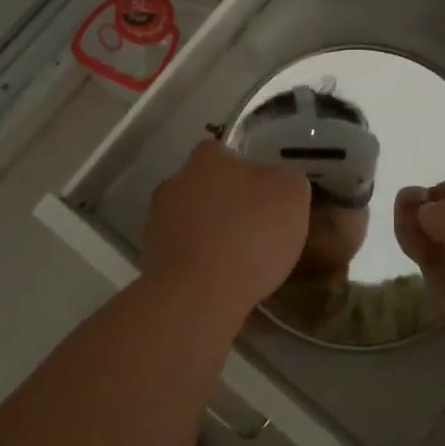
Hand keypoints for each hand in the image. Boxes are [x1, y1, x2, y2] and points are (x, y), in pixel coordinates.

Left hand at [143, 138, 310, 324]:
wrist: (201, 293)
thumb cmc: (250, 232)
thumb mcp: (292, 195)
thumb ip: (287, 180)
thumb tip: (280, 183)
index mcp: (206, 159)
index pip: (222, 152)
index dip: (244, 170)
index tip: (262, 192)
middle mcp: (175, 183)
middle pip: (204, 186)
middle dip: (225, 203)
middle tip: (254, 226)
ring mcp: (158, 223)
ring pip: (191, 221)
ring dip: (209, 234)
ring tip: (240, 261)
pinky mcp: (152, 261)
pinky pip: (183, 255)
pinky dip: (199, 264)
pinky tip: (221, 282)